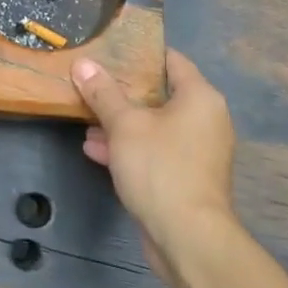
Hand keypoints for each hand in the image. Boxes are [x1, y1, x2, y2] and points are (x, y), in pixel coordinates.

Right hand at [72, 50, 236, 255]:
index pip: (172, 61)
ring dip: (121, 124)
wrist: (187, 236)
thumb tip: (82, 64)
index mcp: (200, 98)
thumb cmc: (160, 168)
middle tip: (91, 86)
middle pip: (161, 95)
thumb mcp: (124, 125)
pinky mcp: (186, 178)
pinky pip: (155, 152)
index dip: (141, 54)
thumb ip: (102, 93)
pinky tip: (95, 150)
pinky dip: (130, 148)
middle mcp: (205, 120)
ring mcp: (197, 152)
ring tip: (85, 121)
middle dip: (123, 93)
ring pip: (154, 127)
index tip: (111, 51)